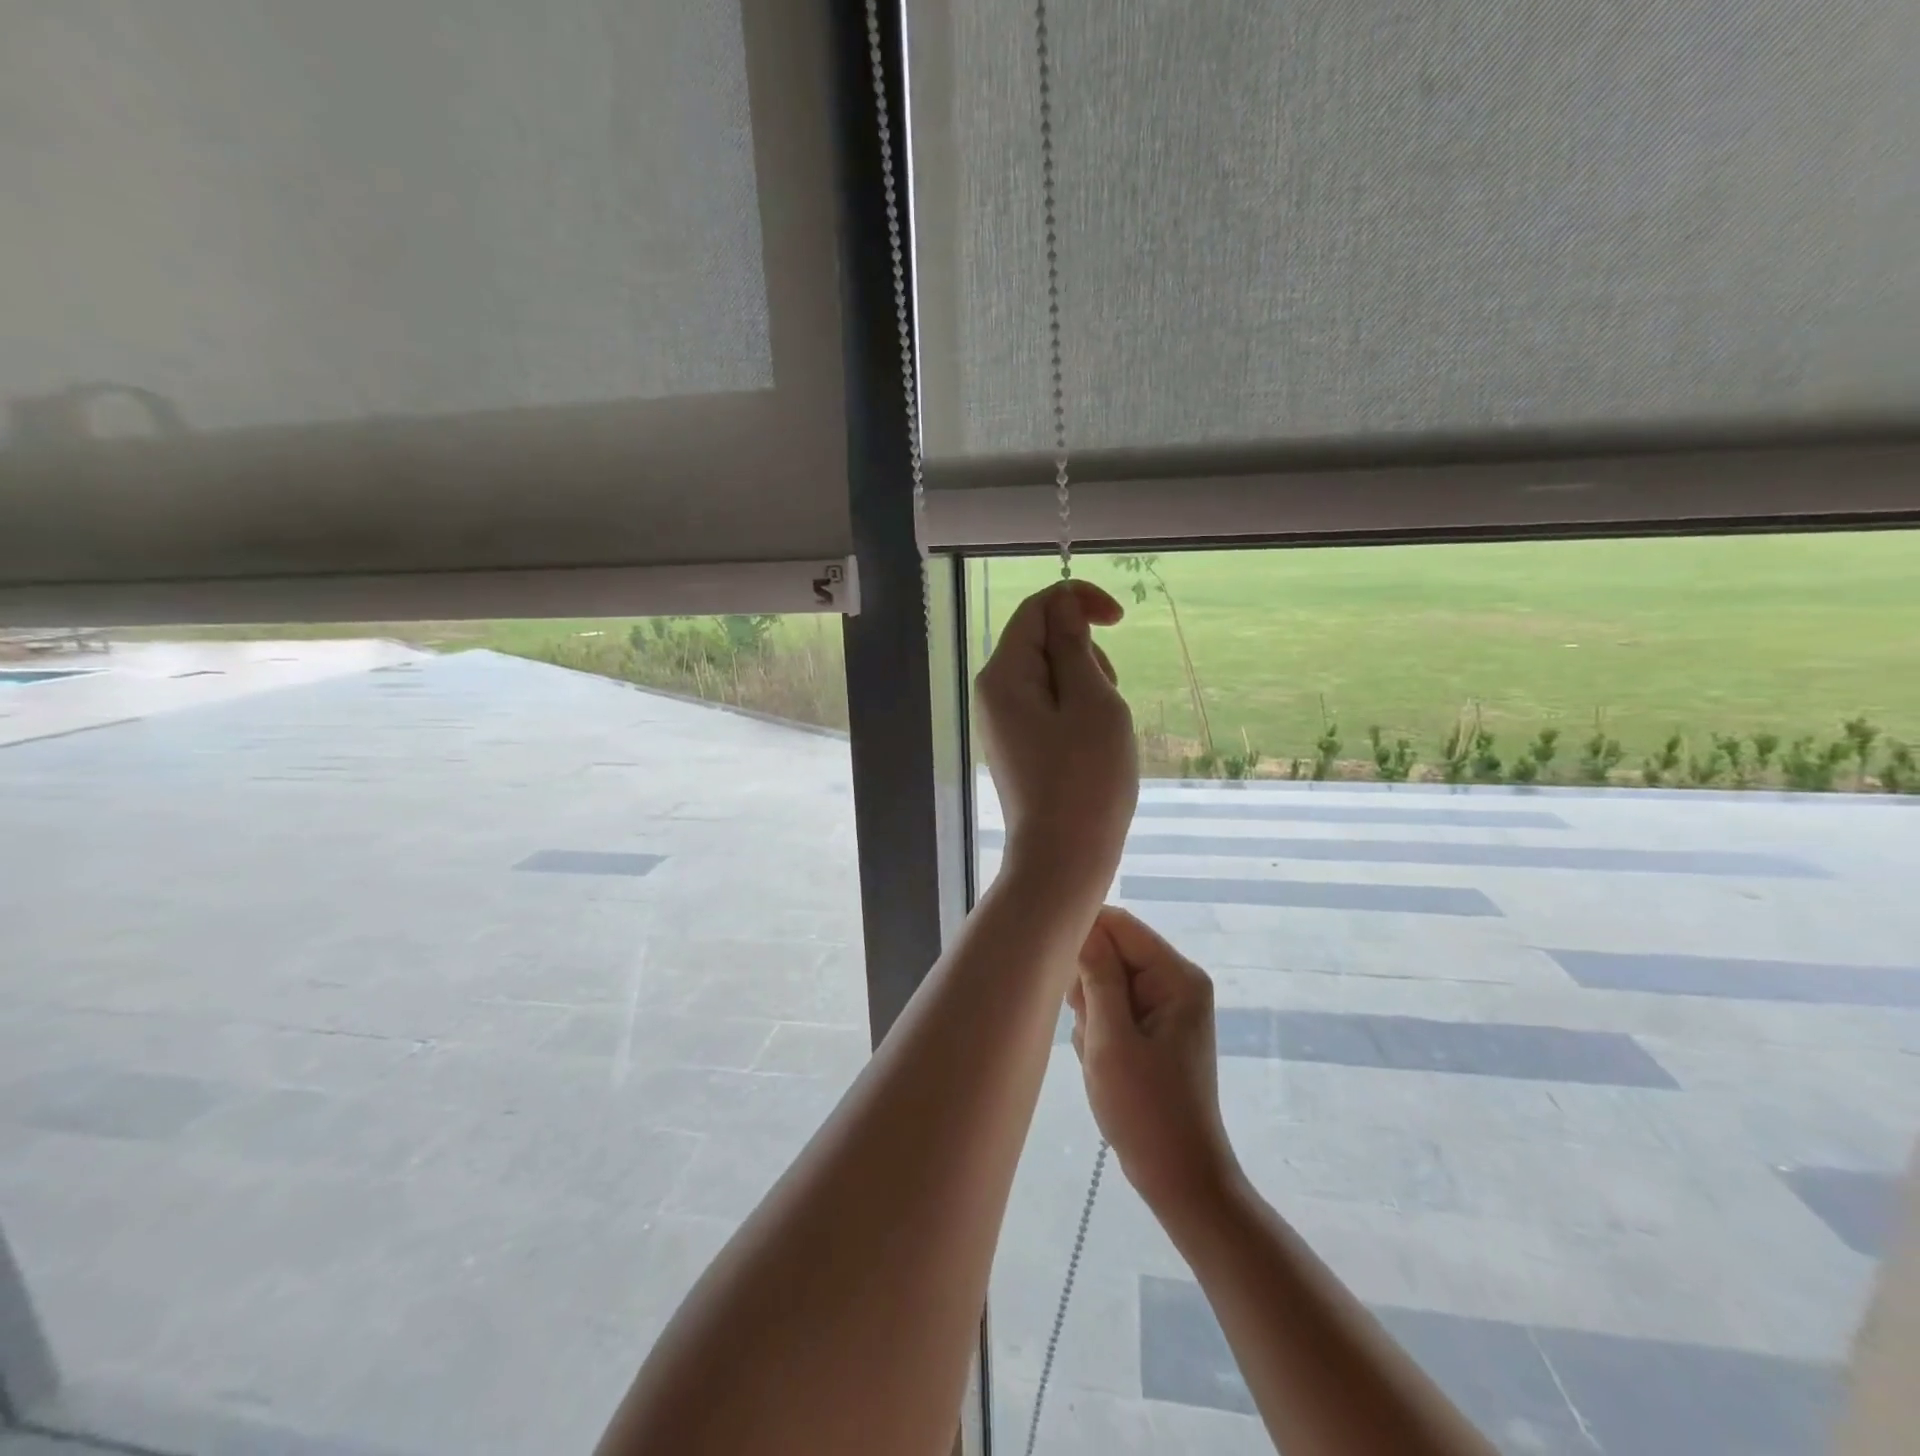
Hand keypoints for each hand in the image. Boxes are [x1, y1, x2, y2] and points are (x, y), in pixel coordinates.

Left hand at [975, 581, 1136, 897]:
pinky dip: (1078, 712)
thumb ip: (1074, 646)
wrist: (1064, 858)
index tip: (1120, 618)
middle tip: (1108, 697)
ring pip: (1051, 676)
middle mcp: (993, 694)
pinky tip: (1092, 746)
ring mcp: (1003, 723)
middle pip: (1042, 641)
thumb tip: (1064, 607)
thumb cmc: (1086, 778)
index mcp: (1003, 675)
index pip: (1036, 610)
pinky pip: (1049, 708)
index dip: (1078, 601)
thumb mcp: (1091, 700)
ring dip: (1086, 685)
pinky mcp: (1018, 746)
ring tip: (1103, 729)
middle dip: (1084, 653)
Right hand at [1068, 907, 1241, 1221]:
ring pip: (1105, 981)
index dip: (1084, 937)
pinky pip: (1111, 1008)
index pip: (1120, 925)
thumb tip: (1081, 925)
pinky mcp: (1153, 1029)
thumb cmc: (1146, 1109)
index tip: (1059, 973)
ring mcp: (1165, 1007)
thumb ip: (1097, 977)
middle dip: (1088, 987)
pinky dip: (1098, 1031)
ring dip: (1090, 1013)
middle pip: (1112, 952)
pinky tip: (1103, 1063)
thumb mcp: (1111, 1039)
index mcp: (1177, 977)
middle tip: (1089, 1030)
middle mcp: (1175, 982)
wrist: (1177, 1177)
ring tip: (1098, 1053)